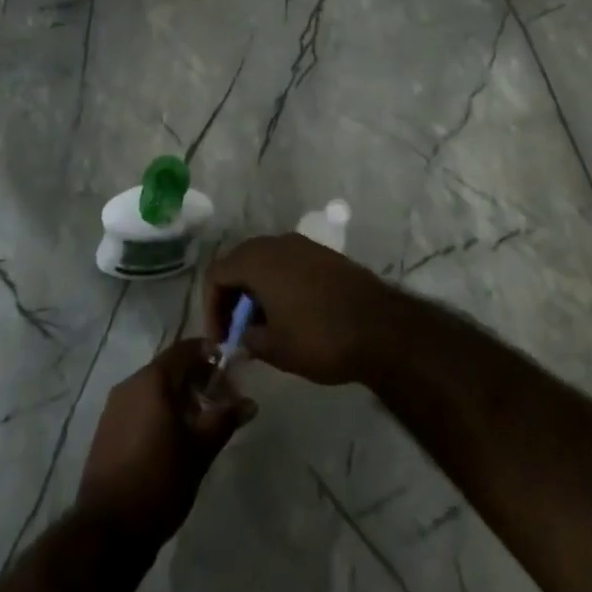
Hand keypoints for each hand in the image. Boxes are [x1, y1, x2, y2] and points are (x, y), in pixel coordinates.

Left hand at [76, 338, 255, 545]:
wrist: (107, 530)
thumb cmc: (159, 481)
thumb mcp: (200, 451)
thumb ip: (224, 420)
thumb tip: (249, 402)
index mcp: (152, 379)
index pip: (185, 349)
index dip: (209, 354)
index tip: (229, 369)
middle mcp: (131, 383)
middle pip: (169, 368)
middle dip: (196, 379)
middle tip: (220, 400)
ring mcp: (115, 407)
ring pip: (153, 388)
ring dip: (178, 397)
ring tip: (200, 422)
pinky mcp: (107, 430)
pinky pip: (139, 406)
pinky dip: (159, 411)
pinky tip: (173, 438)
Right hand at [205, 235, 395, 385]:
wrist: (380, 327)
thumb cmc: (320, 337)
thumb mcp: (276, 349)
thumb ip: (249, 339)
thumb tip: (244, 335)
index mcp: (257, 260)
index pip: (216, 274)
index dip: (211, 306)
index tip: (221, 338)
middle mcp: (276, 243)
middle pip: (238, 262)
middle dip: (232, 296)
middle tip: (237, 330)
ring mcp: (302, 245)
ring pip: (264, 261)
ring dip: (255, 290)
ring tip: (262, 326)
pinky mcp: (322, 254)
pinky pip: (287, 263)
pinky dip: (278, 284)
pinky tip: (288, 314)